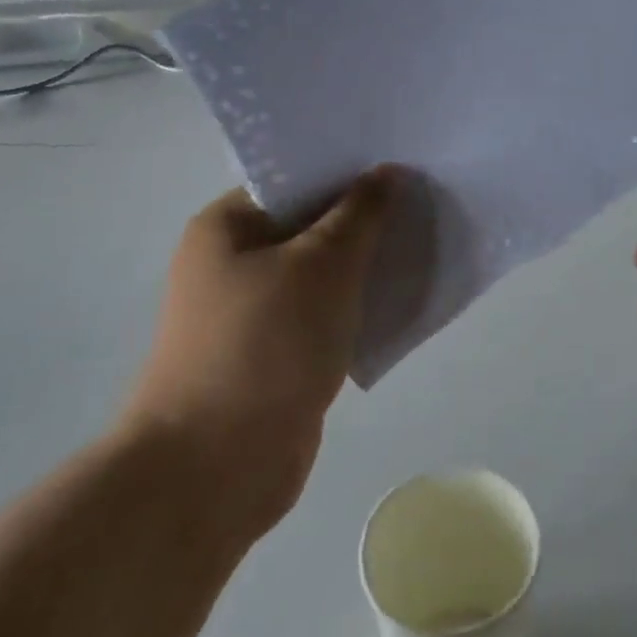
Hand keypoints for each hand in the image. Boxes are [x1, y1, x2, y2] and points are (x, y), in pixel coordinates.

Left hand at [120, 167, 399, 536]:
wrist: (214, 470)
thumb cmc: (265, 344)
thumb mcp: (323, 263)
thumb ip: (360, 213)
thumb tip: (386, 171)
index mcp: (228, 226)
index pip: (295, 178)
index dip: (349, 169)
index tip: (401, 166)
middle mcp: (233, 262)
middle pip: (311, 224)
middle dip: (364, 218)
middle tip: (422, 203)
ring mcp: (251, 313)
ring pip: (321, 272)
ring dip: (365, 265)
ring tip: (422, 245)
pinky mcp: (273, 354)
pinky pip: (323, 314)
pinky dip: (356, 306)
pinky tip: (400, 299)